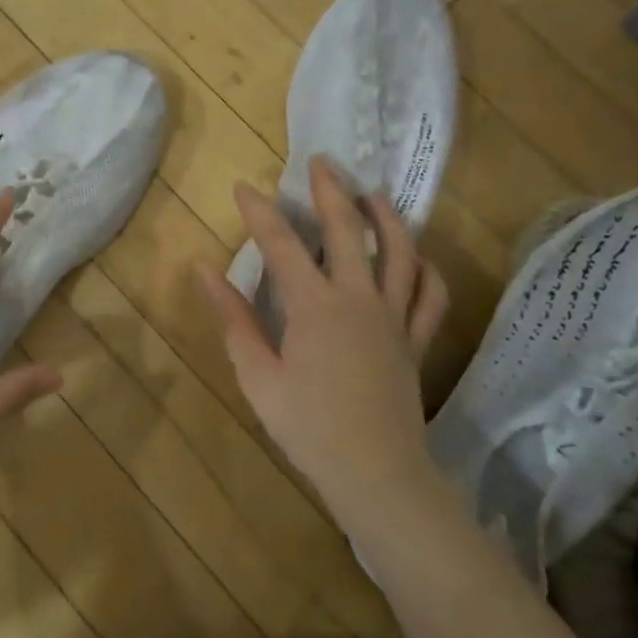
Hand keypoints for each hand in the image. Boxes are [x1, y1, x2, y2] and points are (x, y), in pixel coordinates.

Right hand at [197, 157, 449, 519]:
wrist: (376, 473)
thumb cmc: (308, 427)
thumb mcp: (257, 375)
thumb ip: (233, 319)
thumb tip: (205, 271)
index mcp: (315, 307)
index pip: (282, 245)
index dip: (260, 212)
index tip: (244, 187)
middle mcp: (359, 300)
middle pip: (348, 232)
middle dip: (331, 192)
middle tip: (321, 163)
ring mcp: (395, 318)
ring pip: (400, 253)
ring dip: (386, 217)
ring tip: (373, 193)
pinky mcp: (416, 340)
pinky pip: (431, 296)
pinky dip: (427, 270)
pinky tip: (418, 257)